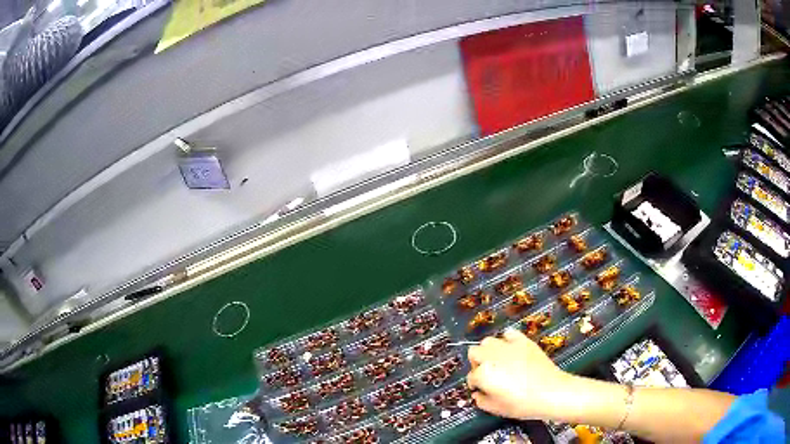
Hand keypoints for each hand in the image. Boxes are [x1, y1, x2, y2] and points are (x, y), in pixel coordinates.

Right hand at [466, 329, 573, 420]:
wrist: (551, 392)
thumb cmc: (523, 404)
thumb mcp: (496, 409)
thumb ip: (481, 401)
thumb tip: (478, 394)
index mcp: (484, 374)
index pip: (471, 376)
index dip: (474, 384)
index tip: (479, 389)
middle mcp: (492, 356)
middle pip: (474, 353)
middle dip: (476, 363)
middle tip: (485, 374)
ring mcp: (508, 347)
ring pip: (488, 341)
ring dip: (488, 351)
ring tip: (496, 361)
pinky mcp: (523, 341)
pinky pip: (509, 334)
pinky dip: (506, 340)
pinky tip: (510, 350)